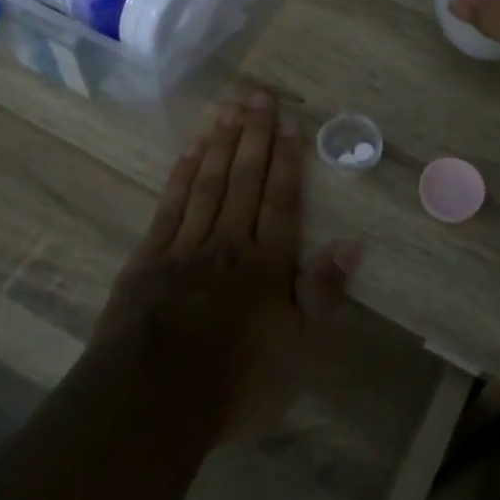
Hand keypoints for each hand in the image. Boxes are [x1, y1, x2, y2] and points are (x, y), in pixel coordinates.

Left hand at [93, 91, 359, 440]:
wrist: (149, 403)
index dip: (288, 161)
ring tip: (229, 108)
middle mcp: (229, 243)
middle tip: (258, 95)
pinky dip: (180, 175)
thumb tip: (351, 244)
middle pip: (244, 180)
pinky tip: (189, 151)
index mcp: (267, 264)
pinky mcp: (148, 258)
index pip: (282, 201)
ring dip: (220, 144)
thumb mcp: (295, 351)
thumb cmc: (233, 382)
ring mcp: (185, 247)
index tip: (289, 123)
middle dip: (254, 136)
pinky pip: (169, 206)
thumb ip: (323, 294)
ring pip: (207, 183)